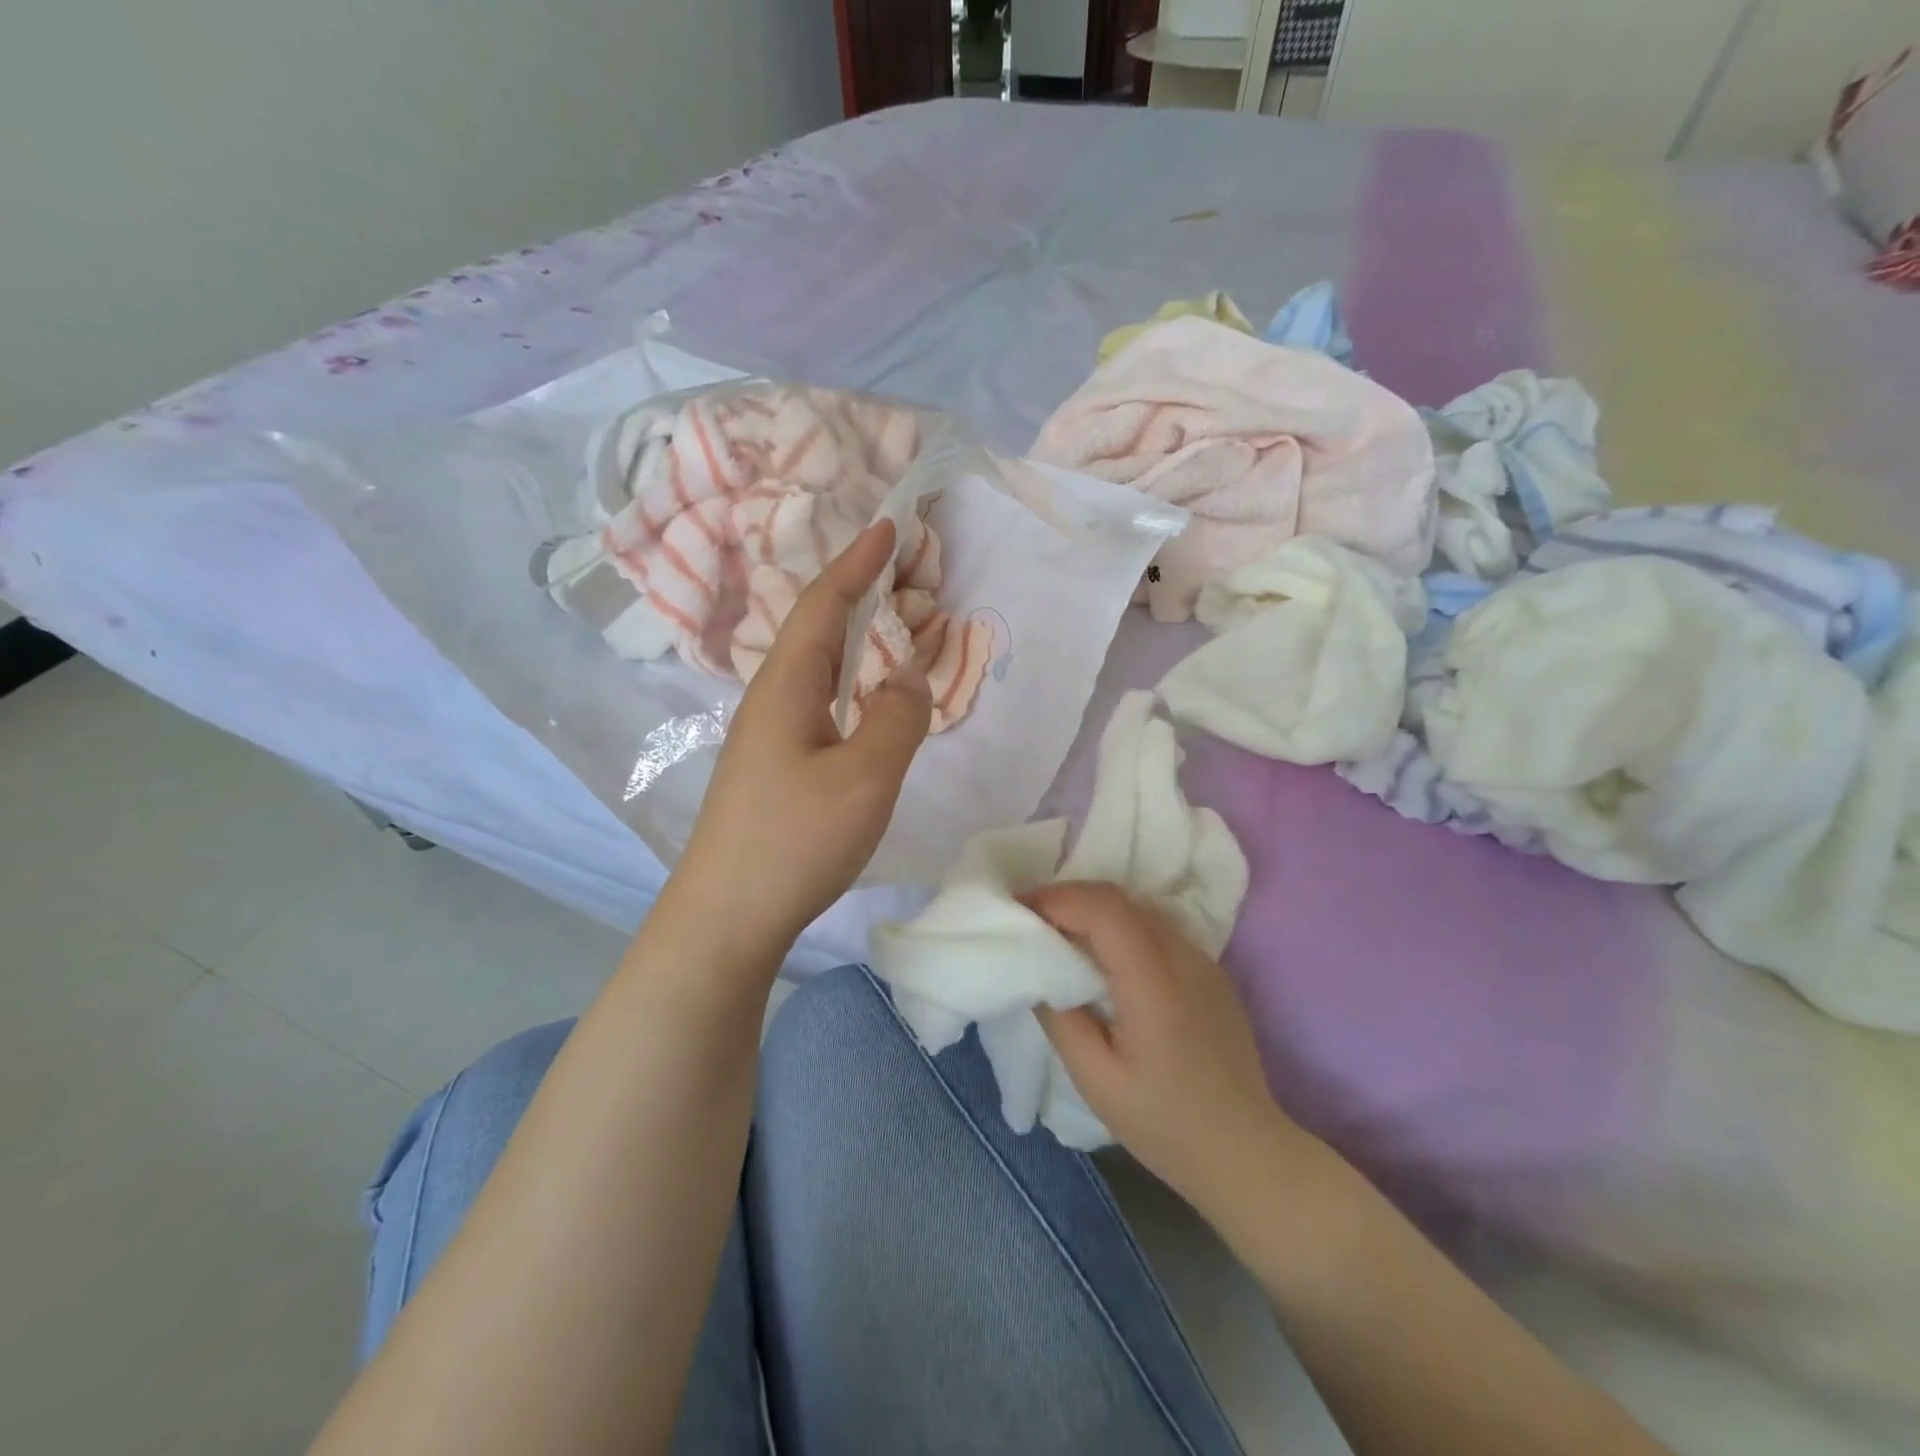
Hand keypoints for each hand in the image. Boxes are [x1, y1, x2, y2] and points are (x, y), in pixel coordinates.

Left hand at [670, 521, 931, 957]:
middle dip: (861, 593)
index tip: (888, 528)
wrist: (727, 916)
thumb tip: (909, 673)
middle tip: (907, 576)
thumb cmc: (796, 840)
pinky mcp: (773, 768)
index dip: (857, 563)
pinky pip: (819, 703)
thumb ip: (898, 717)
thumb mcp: (865, 776)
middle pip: (817, 629)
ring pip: (818, 668)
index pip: (823, 604)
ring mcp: (767, 737)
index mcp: (786, 686)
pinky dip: (852, 682)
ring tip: (898, 629)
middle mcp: (770, 700)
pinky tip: (868, 701)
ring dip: (859, 640)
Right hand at [1027, 882, 1315, 1223]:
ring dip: (1094, 909)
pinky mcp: (1210, 971)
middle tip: (1032, 917)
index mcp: (1155, 987)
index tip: (1021, 909)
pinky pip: (1157, 928)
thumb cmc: (1164, 1125)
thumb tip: (1036, 971)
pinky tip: (1102, 955)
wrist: (1245, 1152)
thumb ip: (1061, 1020)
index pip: (1105, 911)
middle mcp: (1184, 960)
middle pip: (1120, 899)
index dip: (1058, 899)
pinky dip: (1120, 926)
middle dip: (1069, 897)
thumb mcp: (1097, 1081)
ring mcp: (1203, 961)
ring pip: (1139, 908)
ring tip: (1060, 931)